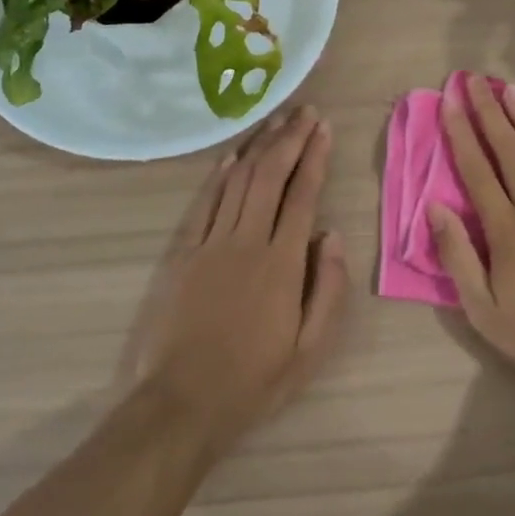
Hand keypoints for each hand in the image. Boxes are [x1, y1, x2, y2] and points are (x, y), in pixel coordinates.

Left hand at [132, 106, 349, 445]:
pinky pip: (204, 204)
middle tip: (304, 111)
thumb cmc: (254, 380)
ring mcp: (210, 244)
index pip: (303, 195)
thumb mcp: (311, 349)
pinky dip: (219, 176)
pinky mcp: (183, 254)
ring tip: (275, 121)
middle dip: (290, 139)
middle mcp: (247, 241)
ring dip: (258, 147)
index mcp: (283, 263)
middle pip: (270, 176)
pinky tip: (231, 158)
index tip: (323, 128)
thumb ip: (329, 288)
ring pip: (237, 181)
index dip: (314, 157)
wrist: (182, 404)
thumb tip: (333, 236)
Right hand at [429, 77, 514, 401]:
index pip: (477, 171)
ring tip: (511, 90)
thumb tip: (435, 208)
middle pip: (509, 152)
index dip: (461, 133)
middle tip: (476, 79)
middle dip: (489, 113)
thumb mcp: (484, 310)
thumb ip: (458, 257)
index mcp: (506, 230)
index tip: (449, 101)